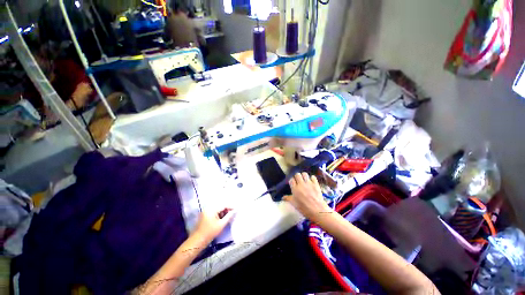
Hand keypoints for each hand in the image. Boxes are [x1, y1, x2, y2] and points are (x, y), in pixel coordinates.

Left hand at [193, 208, 234, 242]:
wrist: (198, 240)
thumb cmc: (210, 232)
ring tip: (228, 215)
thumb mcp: (221, 224)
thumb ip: (229, 216)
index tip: (237, 209)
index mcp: (212, 209)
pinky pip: (214, 210)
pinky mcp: (205, 214)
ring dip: (223, 210)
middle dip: (227, 208)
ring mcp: (206, 211)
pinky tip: (222, 217)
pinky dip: (219, 213)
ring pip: (217, 208)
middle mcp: (208, 207)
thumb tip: (235, 210)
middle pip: (220, 205)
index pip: (224, 205)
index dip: (231, 206)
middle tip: (233, 212)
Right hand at [284, 173, 332, 222]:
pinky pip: (313, 177)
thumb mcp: (294, 204)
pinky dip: (312, 178)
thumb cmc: (304, 209)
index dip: (291, 181)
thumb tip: (282, 197)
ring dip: (303, 176)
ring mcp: (309, 183)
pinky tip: (311, 181)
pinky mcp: (316, 184)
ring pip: (304, 174)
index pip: (291, 179)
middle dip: (297, 177)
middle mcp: (301, 184)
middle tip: (298, 181)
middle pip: (297, 174)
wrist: (318, 211)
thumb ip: (288, 199)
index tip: (292, 183)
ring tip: (304, 179)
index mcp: (295, 189)